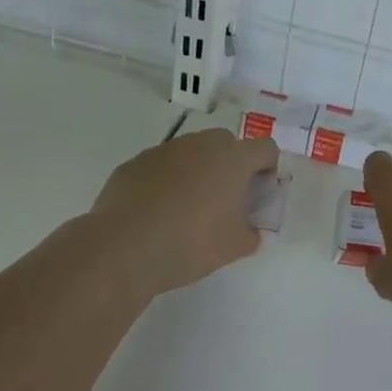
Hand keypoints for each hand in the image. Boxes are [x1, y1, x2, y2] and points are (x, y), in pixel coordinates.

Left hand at [89, 129, 279, 297]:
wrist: (123, 248)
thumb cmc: (190, 243)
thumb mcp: (234, 247)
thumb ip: (251, 234)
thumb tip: (250, 230)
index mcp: (233, 159)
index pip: (266, 148)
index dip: (268, 168)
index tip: (258, 193)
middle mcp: (201, 144)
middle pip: (227, 143)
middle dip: (232, 164)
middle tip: (225, 198)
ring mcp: (164, 150)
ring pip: (192, 151)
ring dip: (198, 170)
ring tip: (188, 207)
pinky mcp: (134, 163)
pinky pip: (161, 165)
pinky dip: (166, 180)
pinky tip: (157, 211)